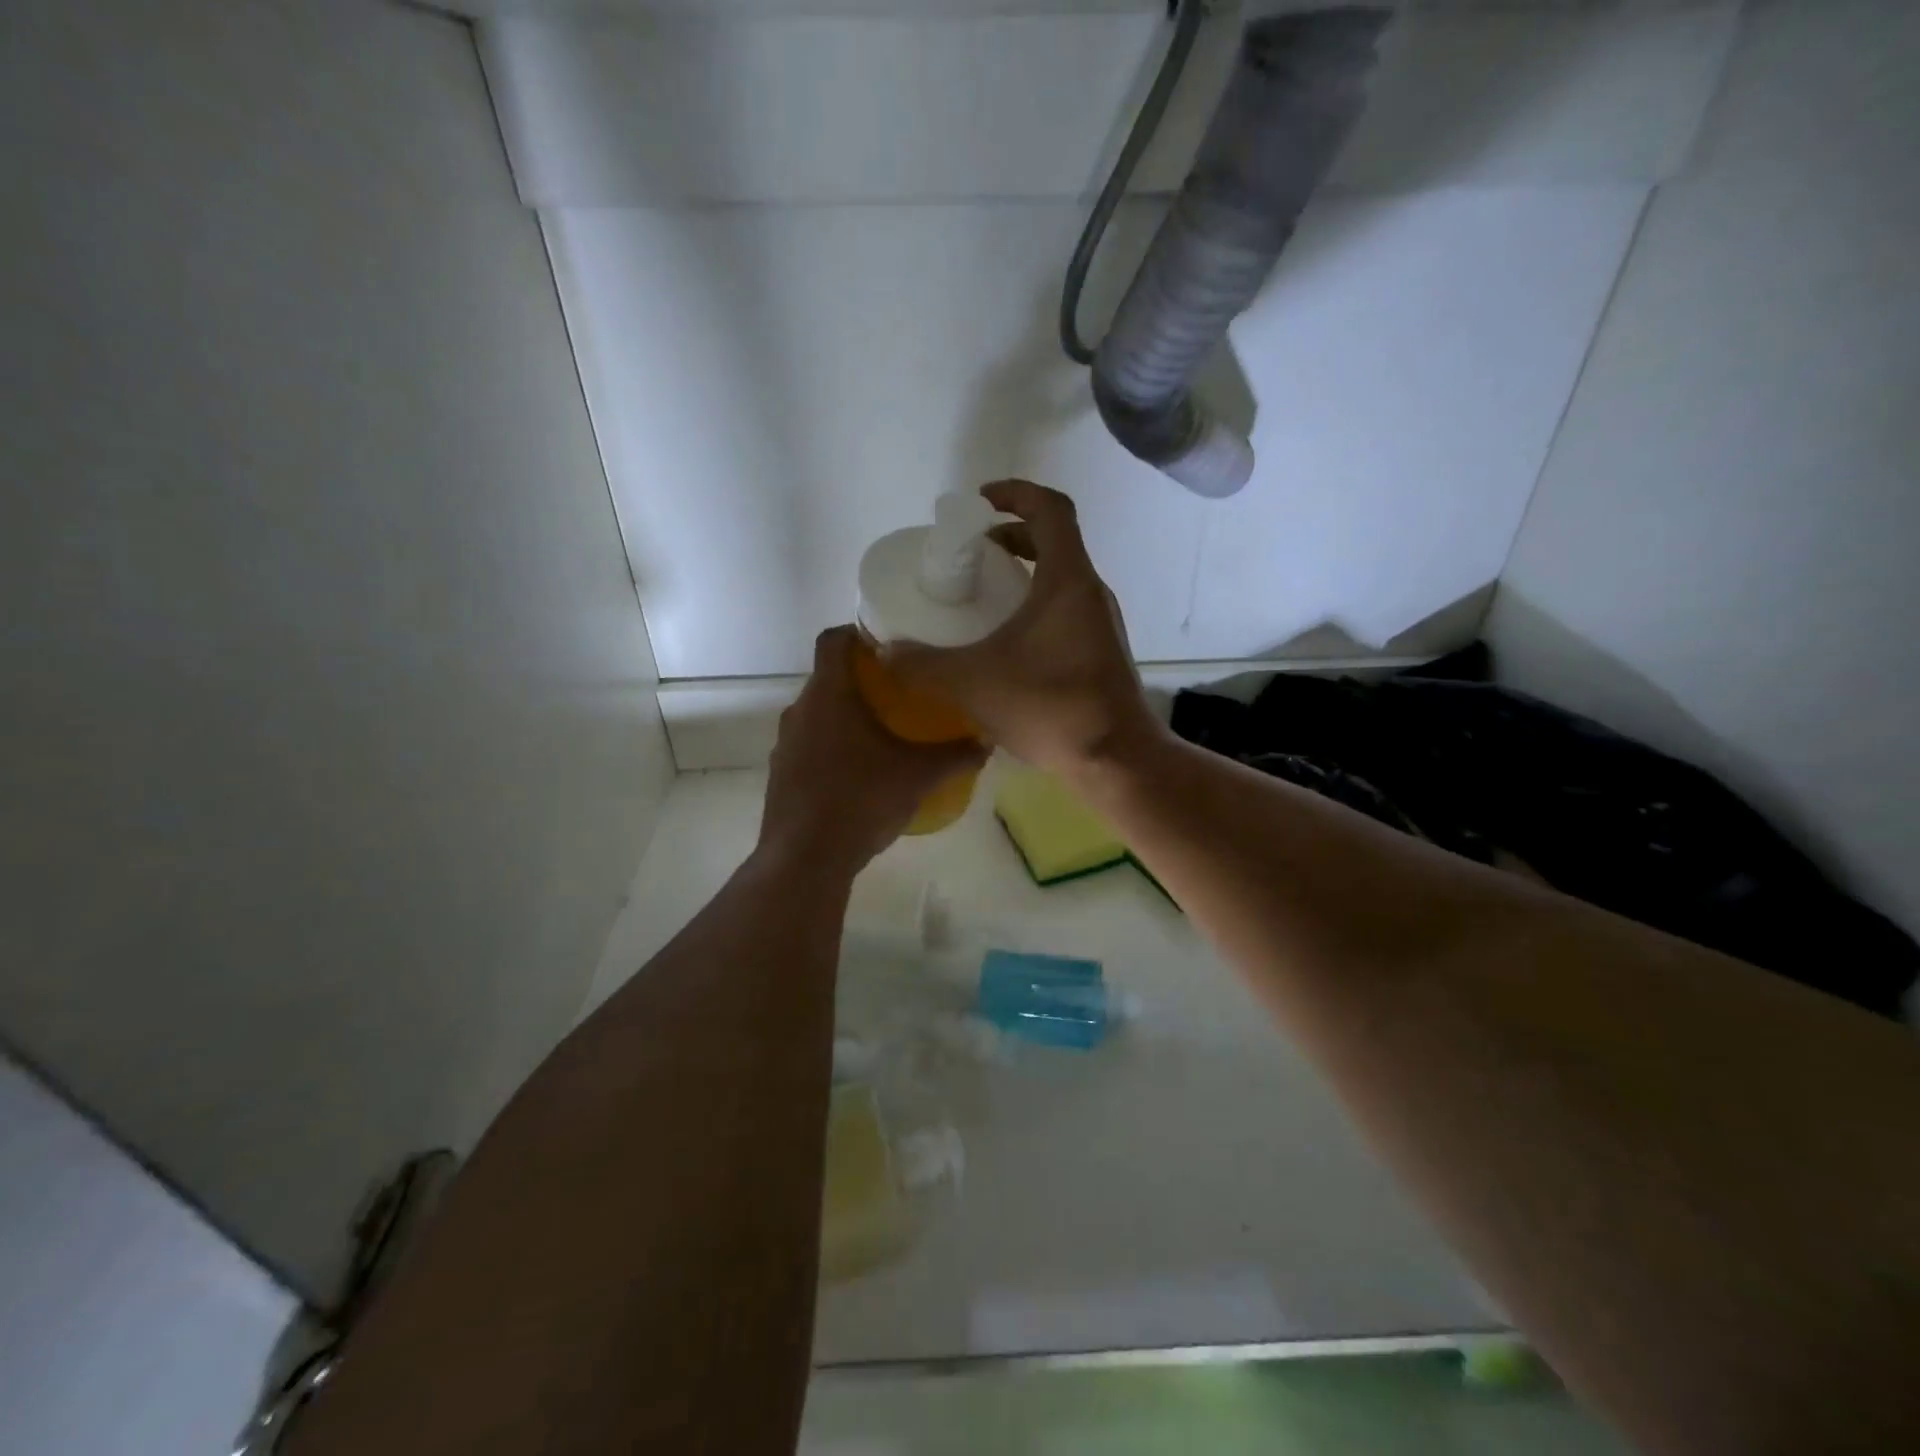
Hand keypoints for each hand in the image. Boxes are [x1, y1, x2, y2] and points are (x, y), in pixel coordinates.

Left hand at [758, 626, 986, 877]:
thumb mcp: (919, 776)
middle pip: (828, 678)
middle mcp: (799, 710)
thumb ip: (956, 755)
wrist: (806, 859)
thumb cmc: (862, 800)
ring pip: (818, 714)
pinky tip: (860, 772)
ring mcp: (785, 744)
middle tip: (901, 690)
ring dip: (846, 715)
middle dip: (862, 680)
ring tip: (884, 731)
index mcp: (828, 695)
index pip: (833, 640)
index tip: (888, 642)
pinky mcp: (781, 774)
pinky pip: (809, 745)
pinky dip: (833, 746)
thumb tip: (987, 742)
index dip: (857, 633)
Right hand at [887, 481, 1159, 777]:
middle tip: (971, 553)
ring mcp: (1102, 623)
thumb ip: (923, 665)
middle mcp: (1091, 592)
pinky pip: (1066, 609)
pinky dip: (1035, 605)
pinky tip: (1007, 642)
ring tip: (983, 594)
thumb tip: (885, 652)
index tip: (980, 501)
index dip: (1015, 493)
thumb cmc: (1050, 708)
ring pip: (1061, 578)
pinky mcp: (1102, 650)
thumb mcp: (973, 684)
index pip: (1050, 509)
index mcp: (1067, 580)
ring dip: (1023, 574)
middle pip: (1055, 541)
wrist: (1116, 761)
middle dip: (1011, 536)